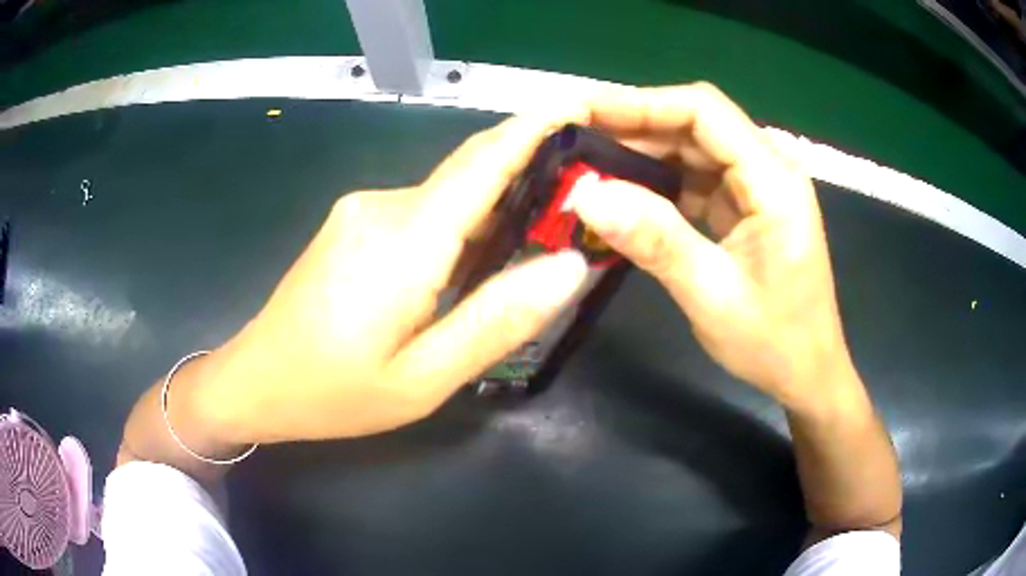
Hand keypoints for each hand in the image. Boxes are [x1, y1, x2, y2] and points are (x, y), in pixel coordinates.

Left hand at [198, 111, 590, 445]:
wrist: (255, 381)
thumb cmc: (334, 393)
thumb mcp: (423, 379)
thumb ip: (496, 321)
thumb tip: (568, 265)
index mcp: (404, 239)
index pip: (484, 163)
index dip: (536, 128)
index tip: (582, 107)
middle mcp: (383, 205)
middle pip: (470, 172)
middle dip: (530, 168)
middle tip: (585, 197)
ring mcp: (362, 210)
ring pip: (448, 194)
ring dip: (496, 207)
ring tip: (542, 237)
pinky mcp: (353, 223)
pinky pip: (423, 211)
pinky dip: (461, 224)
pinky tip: (477, 260)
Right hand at [571, 84, 852, 410]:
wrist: (807, 371)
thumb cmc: (774, 342)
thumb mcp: (712, 297)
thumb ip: (656, 241)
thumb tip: (586, 195)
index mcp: (775, 181)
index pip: (704, 111)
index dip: (641, 103)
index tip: (584, 111)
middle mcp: (771, 168)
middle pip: (696, 122)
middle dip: (634, 125)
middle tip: (574, 139)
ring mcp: (759, 184)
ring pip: (694, 145)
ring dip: (643, 150)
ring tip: (588, 161)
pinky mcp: (747, 203)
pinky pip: (698, 175)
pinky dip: (659, 178)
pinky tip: (624, 189)